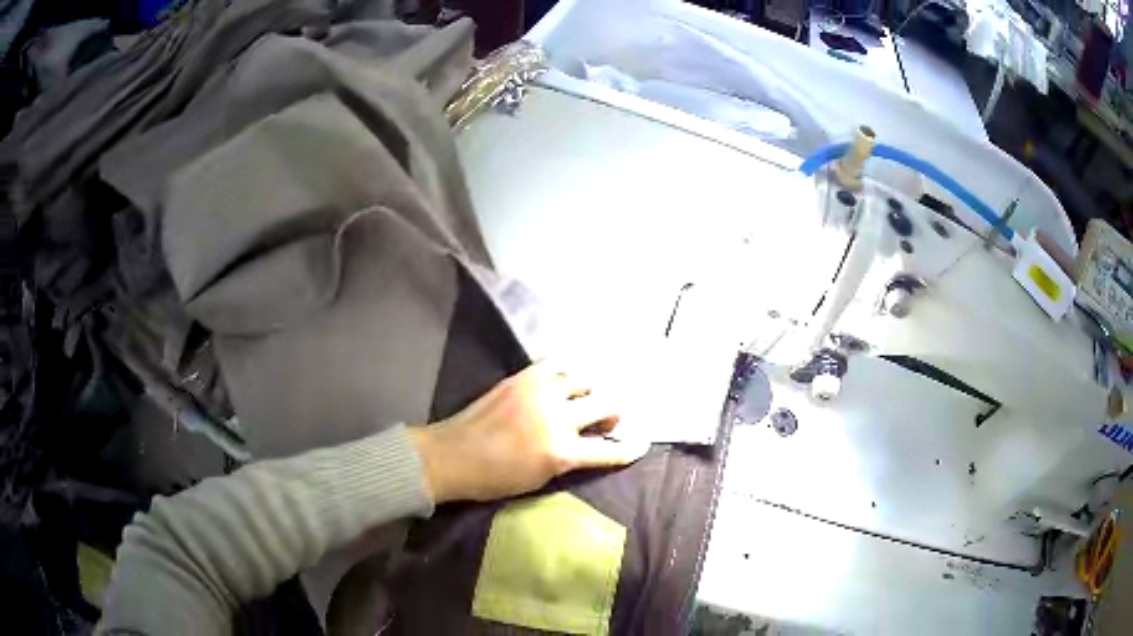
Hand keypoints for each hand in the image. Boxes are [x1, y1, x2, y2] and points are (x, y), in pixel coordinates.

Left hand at [408, 360, 649, 503]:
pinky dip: (567, 372)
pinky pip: (557, 364)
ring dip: (591, 390)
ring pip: (584, 378)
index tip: (642, 444)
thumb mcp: (540, 479)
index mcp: (561, 452)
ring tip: (583, 399)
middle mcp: (557, 417)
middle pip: (606, 403)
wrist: (452, 455)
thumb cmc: (495, 478)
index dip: (630, 449)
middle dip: (614, 412)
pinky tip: (565, 380)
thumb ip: (569, 459)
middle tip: (608, 419)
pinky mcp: (523, 377)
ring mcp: (540, 392)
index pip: (609, 449)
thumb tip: (588, 444)